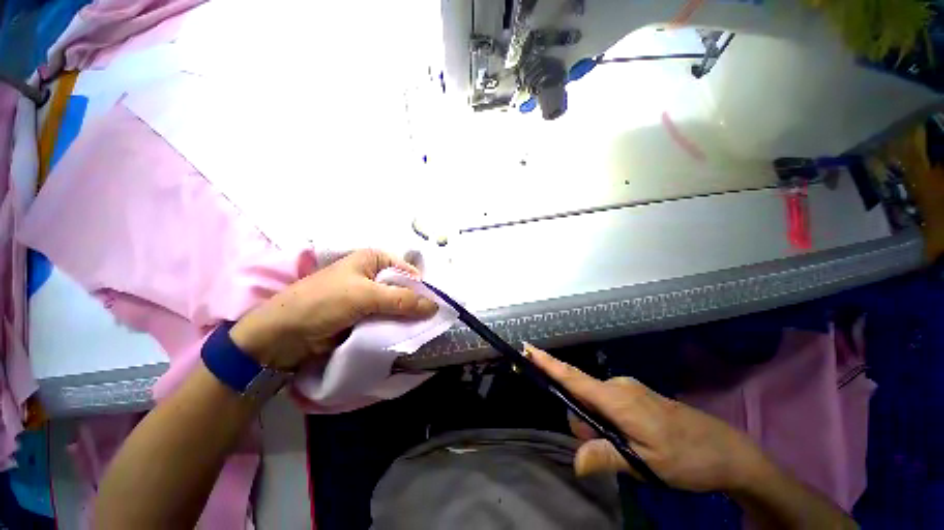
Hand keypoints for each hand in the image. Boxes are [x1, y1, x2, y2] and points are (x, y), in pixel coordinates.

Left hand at [230, 250, 437, 370]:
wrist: (287, 332)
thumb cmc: (323, 303)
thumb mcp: (364, 296)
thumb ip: (401, 300)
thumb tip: (436, 306)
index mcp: (370, 260)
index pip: (407, 271)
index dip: (423, 288)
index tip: (439, 311)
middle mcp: (368, 277)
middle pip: (402, 292)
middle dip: (415, 308)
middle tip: (435, 329)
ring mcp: (362, 302)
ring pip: (393, 312)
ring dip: (404, 324)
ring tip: (424, 339)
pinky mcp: (356, 323)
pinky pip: (381, 327)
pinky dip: (391, 334)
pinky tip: (405, 345)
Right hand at [525, 344, 767, 492]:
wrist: (726, 454)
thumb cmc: (689, 458)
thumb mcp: (646, 464)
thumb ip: (608, 457)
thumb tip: (573, 458)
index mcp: (624, 401)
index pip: (578, 381)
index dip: (551, 367)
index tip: (525, 350)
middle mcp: (628, 391)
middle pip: (582, 402)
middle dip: (583, 429)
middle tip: (613, 455)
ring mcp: (638, 397)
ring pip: (596, 410)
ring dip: (599, 434)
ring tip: (630, 455)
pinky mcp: (646, 405)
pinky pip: (612, 413)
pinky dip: (610, 431)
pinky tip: (634, 449)